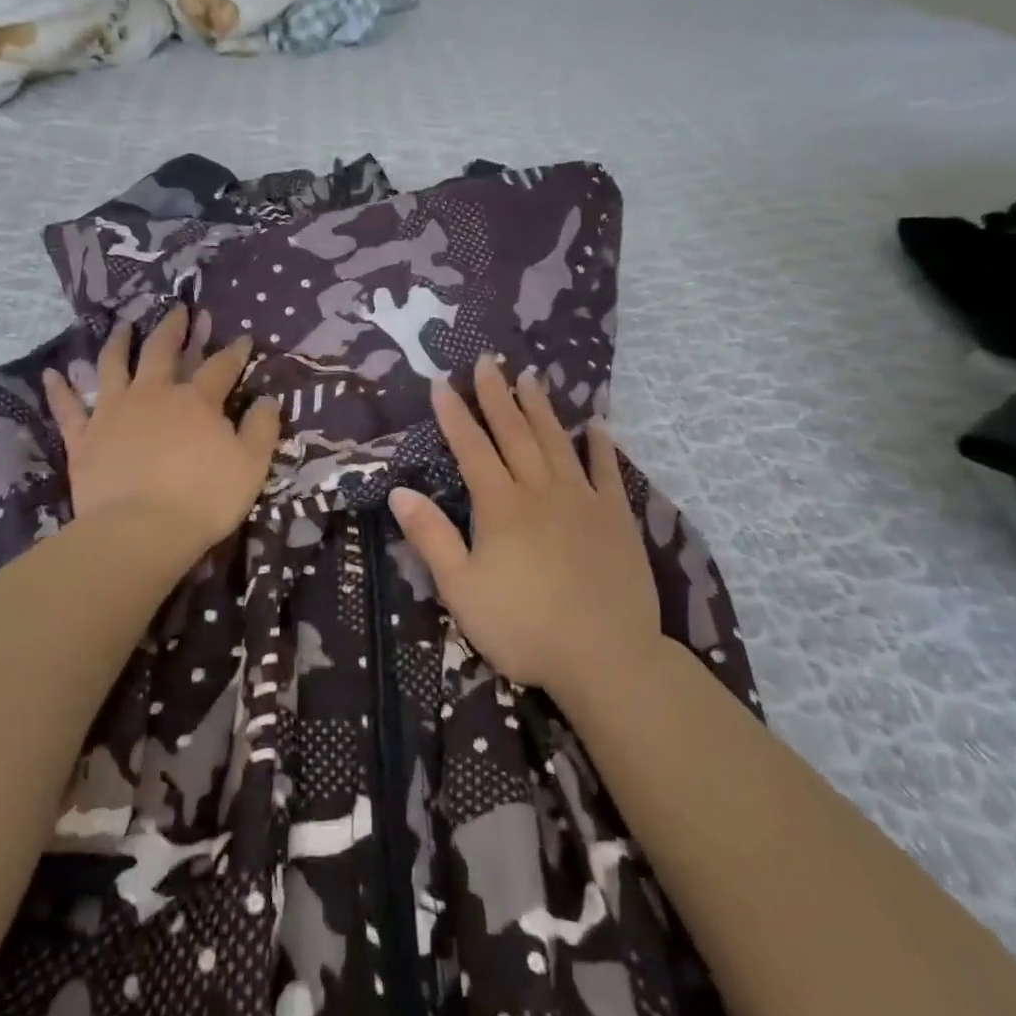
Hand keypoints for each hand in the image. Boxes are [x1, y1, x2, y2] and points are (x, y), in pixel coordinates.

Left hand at [43, 306, 280, 558]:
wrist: (140, 530)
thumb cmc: (204, 499)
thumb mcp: (251, 465)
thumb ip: (262, 428)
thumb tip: (268, 399)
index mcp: (196, 401)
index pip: (220, 367)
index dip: (234, 352)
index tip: (243, 338)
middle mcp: (153, 394)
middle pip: (162, 351)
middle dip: (173, 328)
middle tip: (178, 310)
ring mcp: (113, 413)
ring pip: (113, 366)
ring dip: (118, 342)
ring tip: (122, 325)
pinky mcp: (84, 438)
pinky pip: (67, 407)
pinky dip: (59, 389)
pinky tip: (52, 373)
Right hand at [389, 356, 661, 703]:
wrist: (605, 655)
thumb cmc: (523, 627)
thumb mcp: (461, 589)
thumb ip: (431, 537)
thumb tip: (399, 492)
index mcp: (500, 506)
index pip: (471, 449)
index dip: (454, 415)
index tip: (442, 383)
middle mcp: (540, 491)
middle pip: (515, 433)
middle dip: (497, 395)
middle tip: (488, 360)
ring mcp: (582, 500)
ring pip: (557, 442)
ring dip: (541, 408)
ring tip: (530, 376)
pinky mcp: (616, 518)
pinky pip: (607, 472)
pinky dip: (600, 446)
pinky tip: (596, 424)